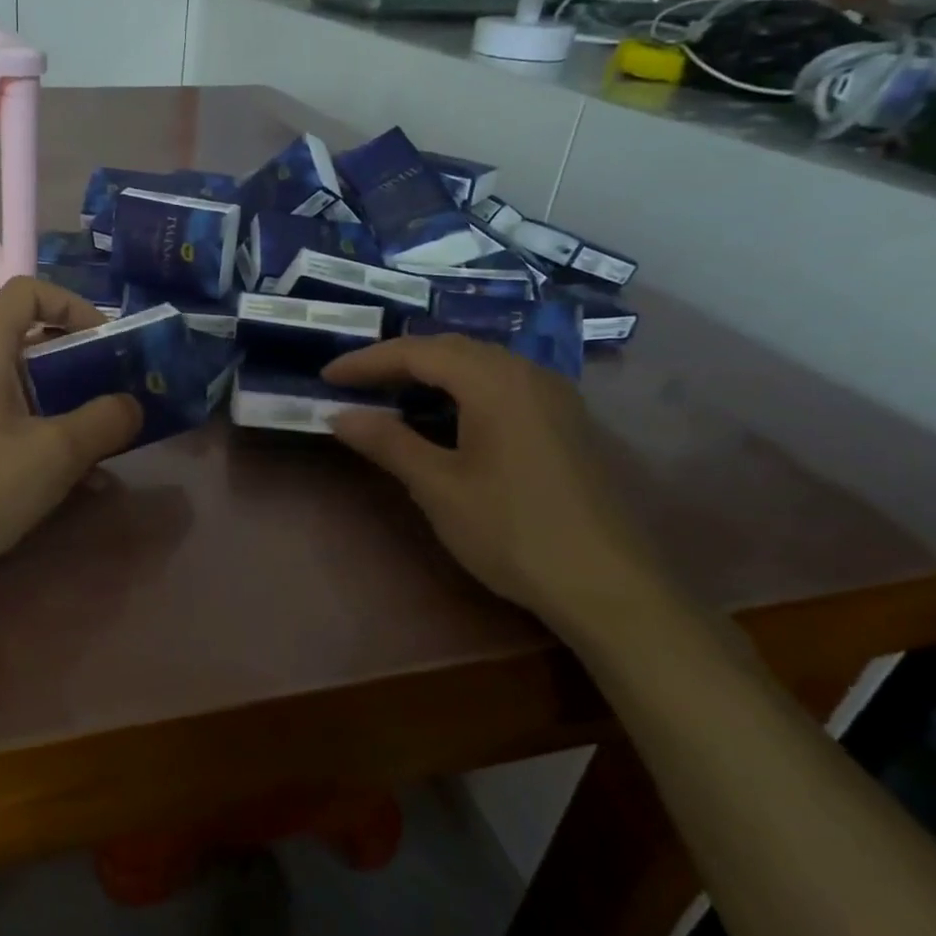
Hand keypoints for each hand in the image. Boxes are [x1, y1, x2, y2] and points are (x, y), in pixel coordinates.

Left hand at [0, 277, 142, 620]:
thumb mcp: (53, 452)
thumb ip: (103, 421)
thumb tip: (132, 405)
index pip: (28, 292)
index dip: (73, 304)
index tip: (108, 342)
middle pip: (35, 346)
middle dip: (85, 367)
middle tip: (125, 397)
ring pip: (31, 397)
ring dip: (75, 414)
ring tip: (115, 444)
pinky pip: (17, 436)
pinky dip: (52, 449)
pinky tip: (87, 486)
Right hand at [322, 334, 674, 642]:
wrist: (609, 587)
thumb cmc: (513, 531)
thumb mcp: (438, 486)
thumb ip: (387, 442)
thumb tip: (339, 415)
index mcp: (494, 381)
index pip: (417, 352)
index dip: (366, 362)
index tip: (326, 378)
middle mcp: (527, 373)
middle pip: (450, 349)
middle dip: (397, 361)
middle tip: (355, 384)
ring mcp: (554, 396)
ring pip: (479, 364)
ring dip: (430, 372)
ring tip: (392, 394)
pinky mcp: (566, 421)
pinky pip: (502, 383)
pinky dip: (462, 388)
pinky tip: (448, 414)